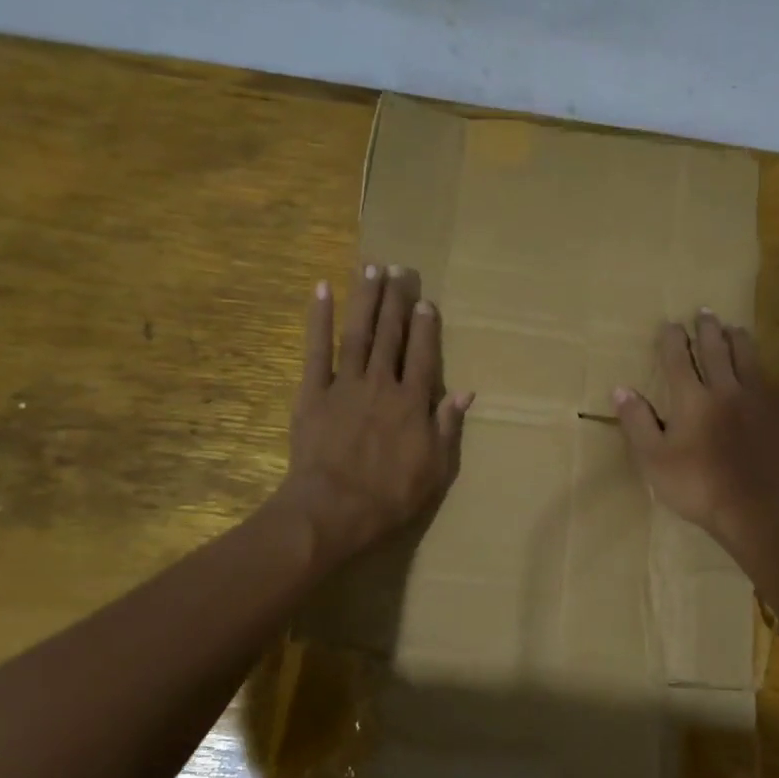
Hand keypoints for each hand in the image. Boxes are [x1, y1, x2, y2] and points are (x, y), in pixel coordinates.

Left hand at [274, 265, 472, 566]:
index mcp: (413, 402)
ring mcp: (345, 384)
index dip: (426, 326)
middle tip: (400, 269)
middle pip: (391, 334)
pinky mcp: (313, 392)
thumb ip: (447, 426)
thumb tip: (465, 392)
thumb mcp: (435, 468)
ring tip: (372, 268)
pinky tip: (323, 290)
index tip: (425, 301)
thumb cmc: (390, 495)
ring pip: (359, 333)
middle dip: (396, 300)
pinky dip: (319, 318)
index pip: (423, 354)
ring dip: (366, 299)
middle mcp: (382, 383)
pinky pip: (316, 349)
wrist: (334, 509)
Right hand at [613, 309, 778, 558]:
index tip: (669, 325)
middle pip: (715, 349)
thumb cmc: (698, 488)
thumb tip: (621, 389)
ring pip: (750, 357)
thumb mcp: (654, 460)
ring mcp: (760, 398)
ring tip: (735, 328)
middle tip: (705, 313)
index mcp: (691, 398)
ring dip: (740, 339)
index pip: (677, 359)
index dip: (671, 339)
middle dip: (707, 329)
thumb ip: (638, 423)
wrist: (755, 511)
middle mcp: (726, 388)